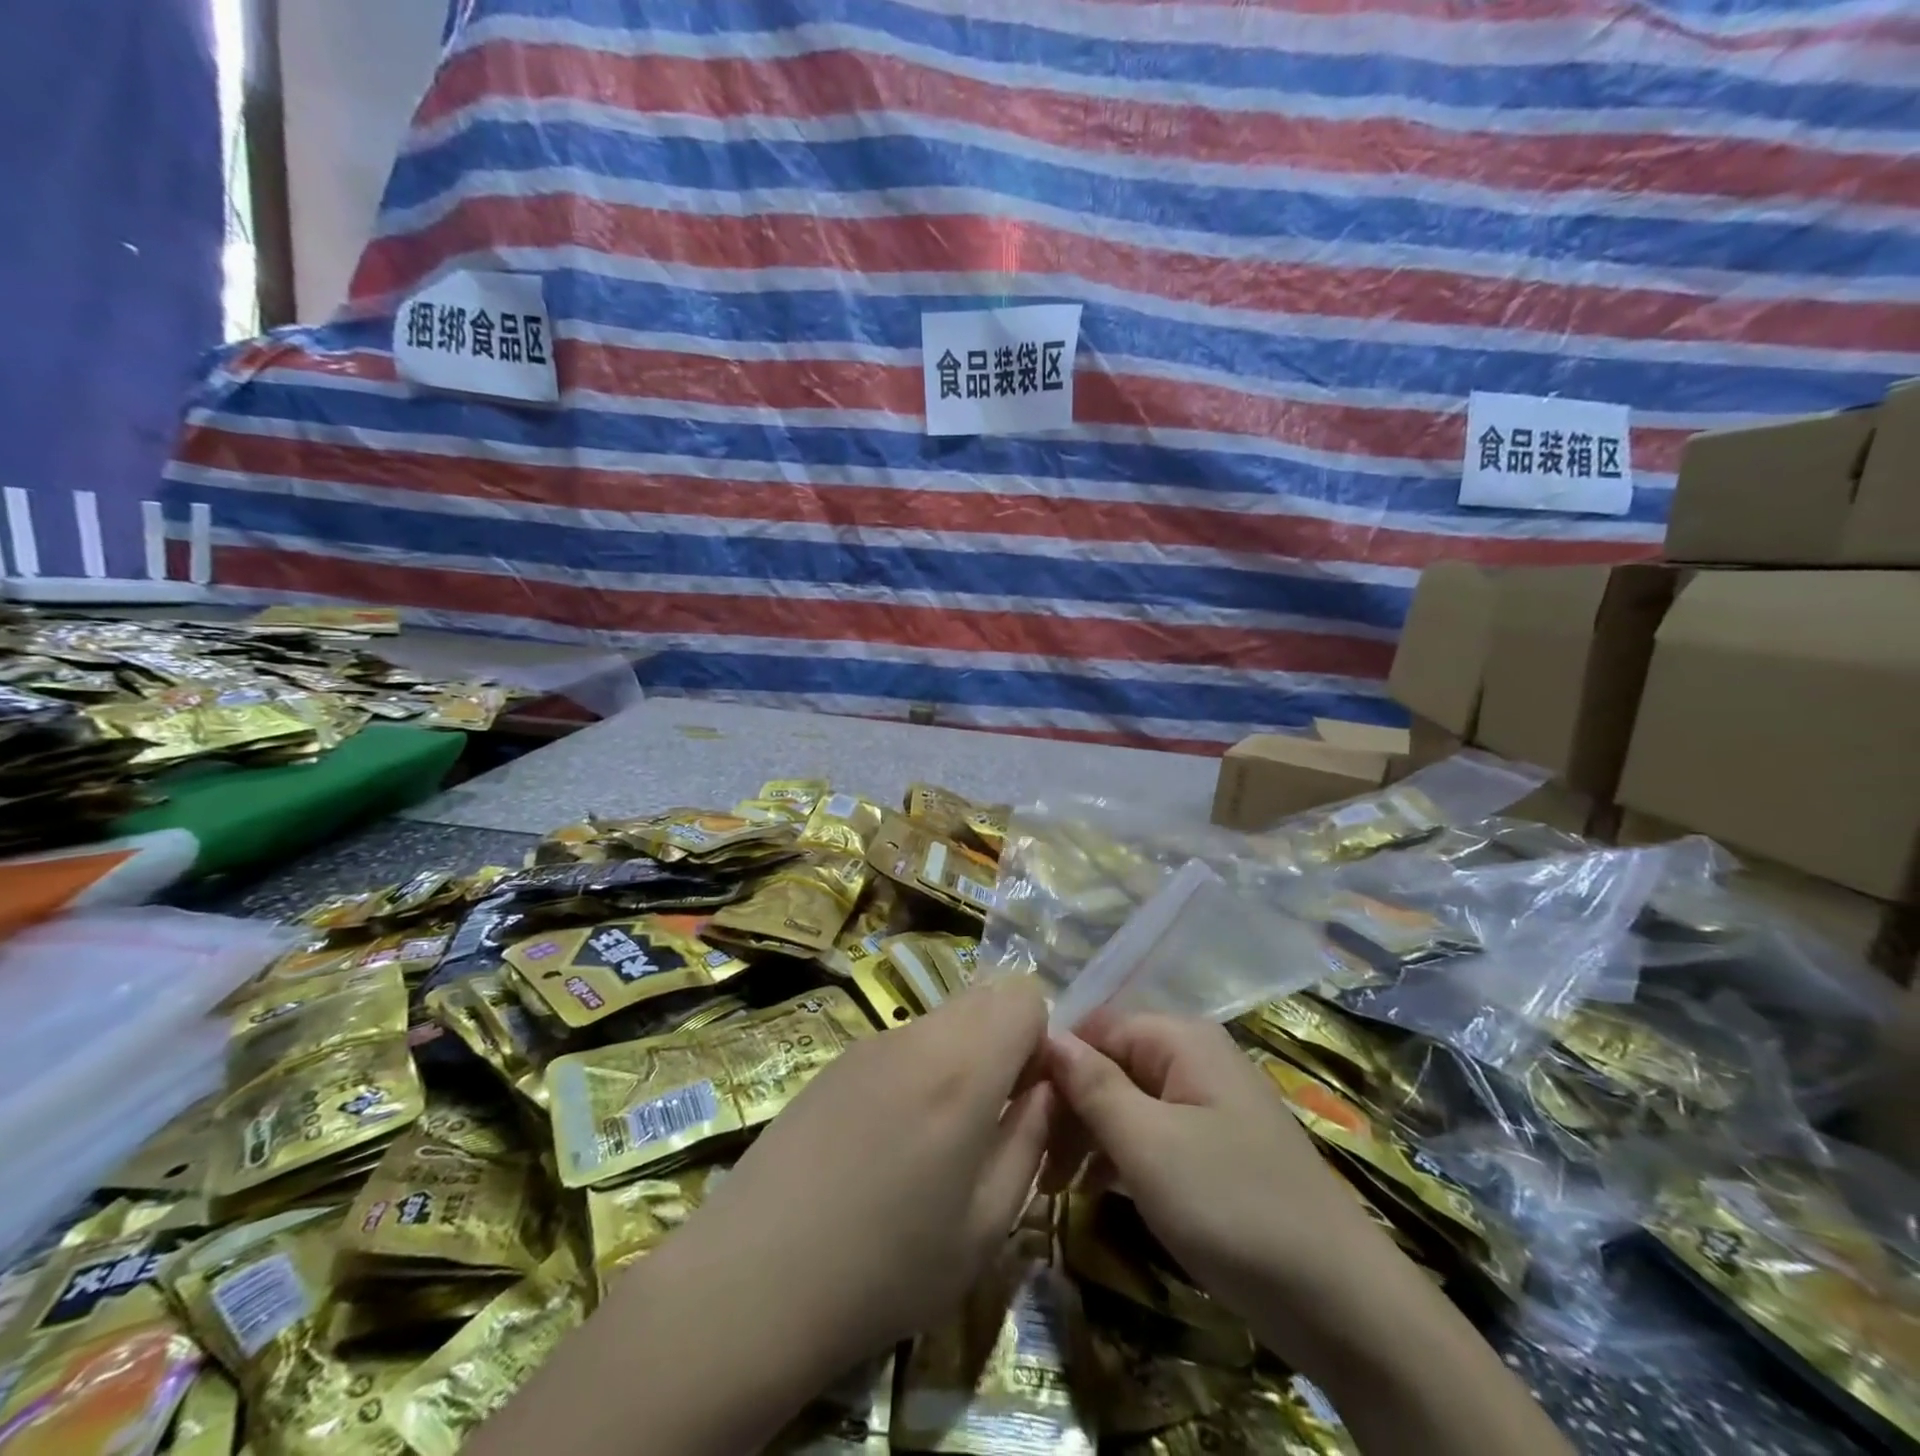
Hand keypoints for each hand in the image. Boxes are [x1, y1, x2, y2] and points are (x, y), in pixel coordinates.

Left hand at [656, 978, 1053, 1383]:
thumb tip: (1047, 1091)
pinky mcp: (836, 1060)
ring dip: (961, 1057)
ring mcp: (869, 1043)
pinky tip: (887, 1141)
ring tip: (937, 1139)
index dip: (1041, 1038)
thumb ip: (1029, 1140)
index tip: (1030, 1097)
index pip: (1024, 994)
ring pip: (943, 1019)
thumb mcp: (985, 1226)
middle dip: (1004, 1043)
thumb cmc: (885, 1268)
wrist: (751, 1281)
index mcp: (962, 1067)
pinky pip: (901, 1042)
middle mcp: (917, 1035)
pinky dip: (919, 1069)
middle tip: (991, 1118)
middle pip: (984, 997)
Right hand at [1045, 1013, 1405, 1367]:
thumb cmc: (1233, 1206)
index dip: (1054, 1061)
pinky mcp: (1214, 1149)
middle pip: (1110, 1063)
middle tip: (1032, 1159)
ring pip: (1127, 1102)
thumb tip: (1048, 1034)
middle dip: (1069, 1104)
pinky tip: (1092, 1191)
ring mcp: (1206, 1105)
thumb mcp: (1148, 1143)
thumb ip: (1093, 1084)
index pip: (1095, 1026)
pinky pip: (1152, 1134)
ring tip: (1051, 1182)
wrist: (1342, 1302)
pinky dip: (1119, 1156)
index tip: (1017, 1108)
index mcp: (1180, 1039)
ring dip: (1088, 1135)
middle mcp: (1193, 1059)